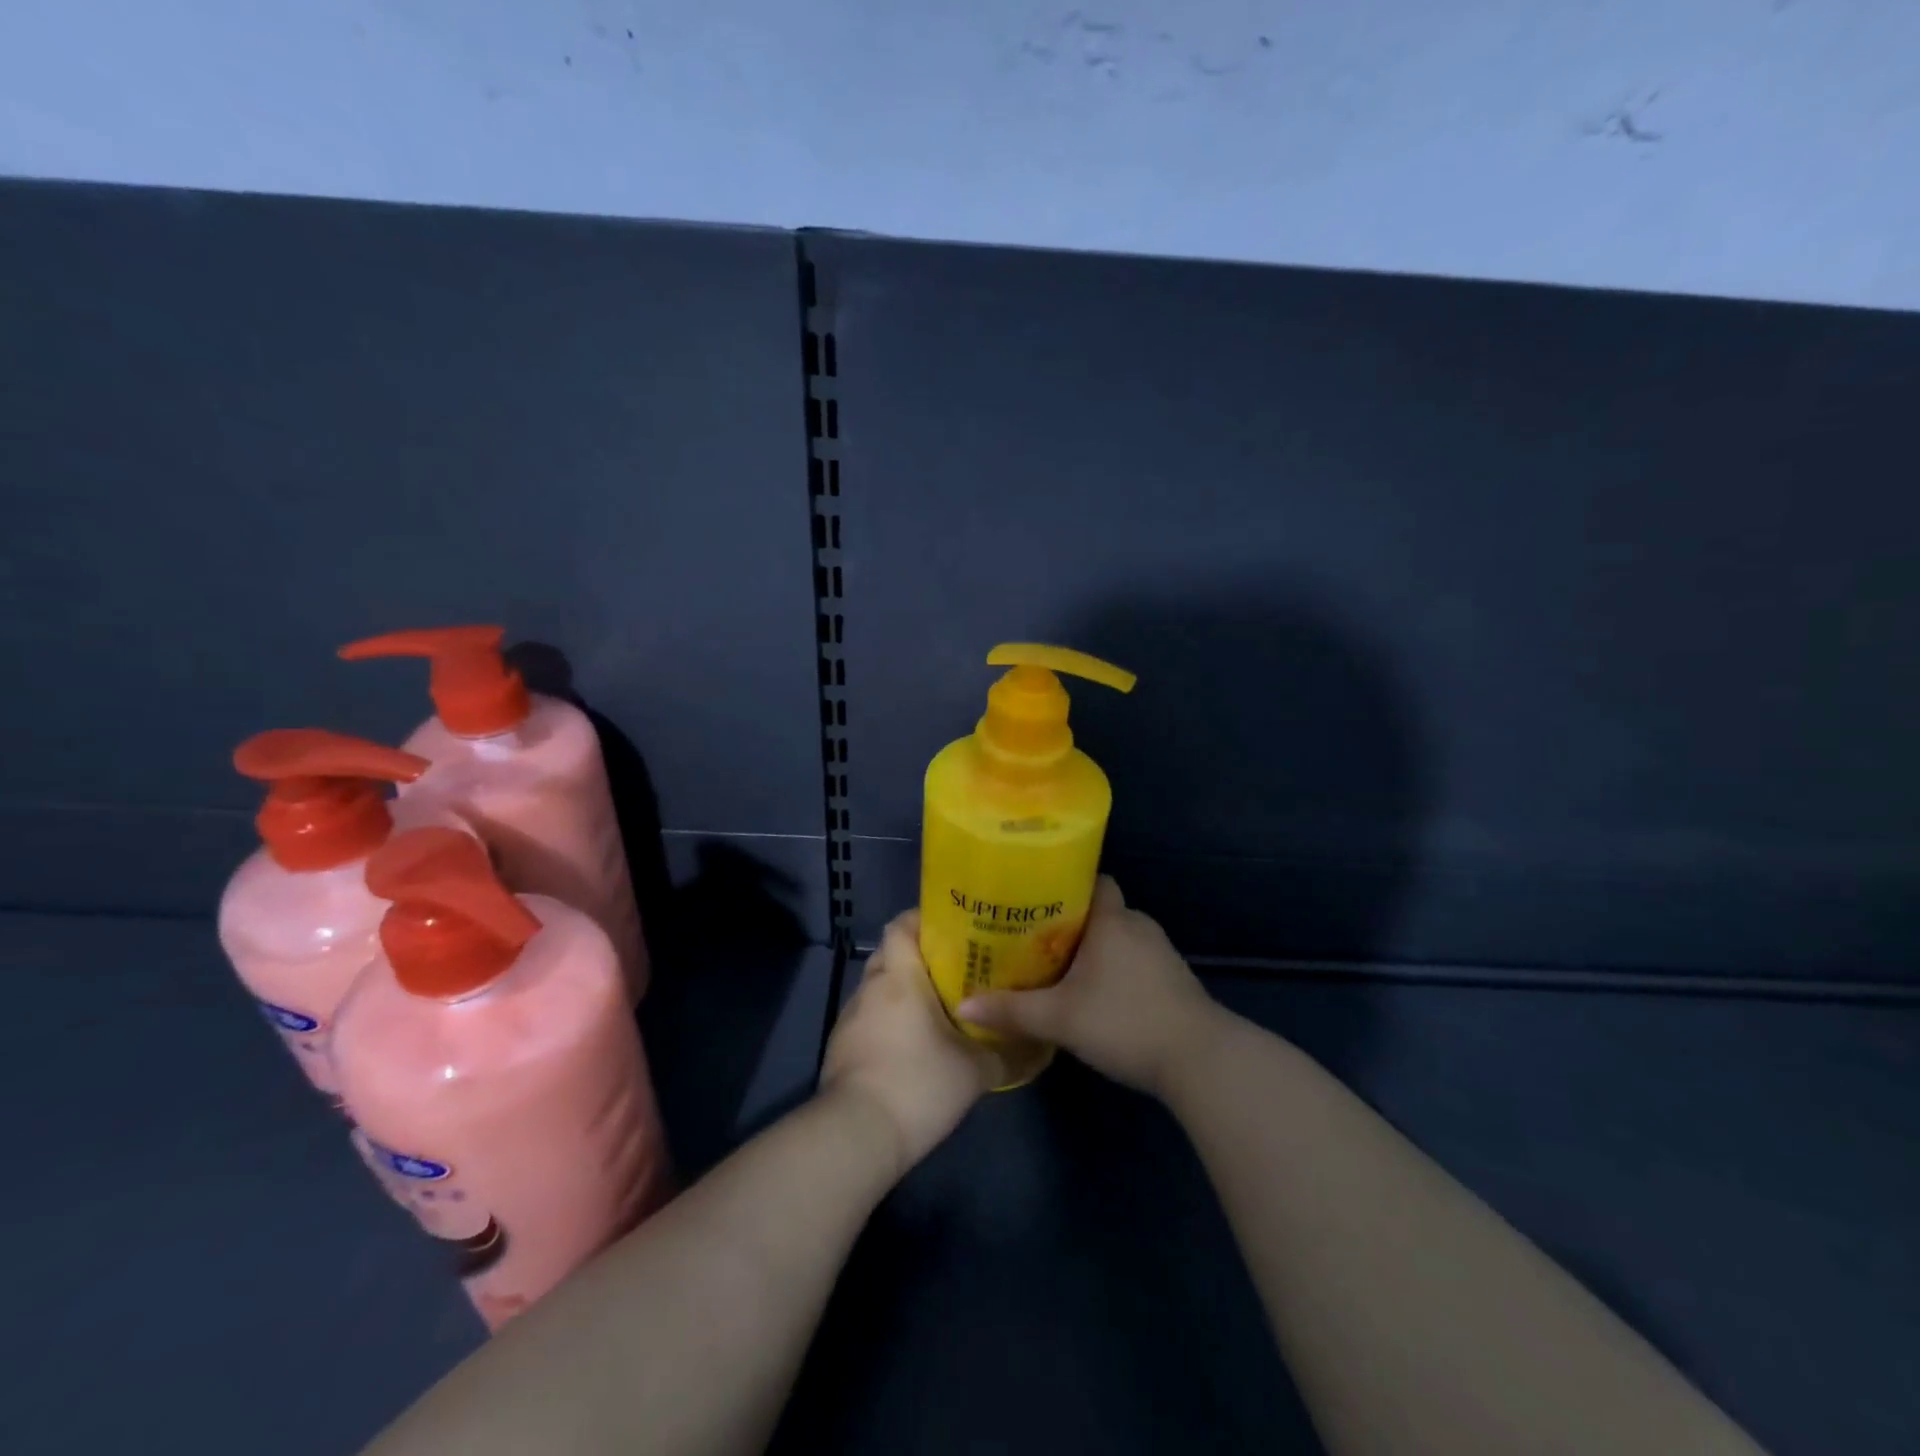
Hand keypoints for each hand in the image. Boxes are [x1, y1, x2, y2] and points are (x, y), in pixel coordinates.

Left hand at [819, 910, 995, 1173]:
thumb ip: (1007, 1053)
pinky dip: (888, 1020)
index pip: (901, 925)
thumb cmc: (918, 1084)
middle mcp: (870, 987)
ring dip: (902, 991)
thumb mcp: (975, 1071)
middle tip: (953, 968)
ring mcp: (850, 1018)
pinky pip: (868, 1017)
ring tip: (936, 1006)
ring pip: (878, 987)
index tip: (951, 928)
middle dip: (918, 956)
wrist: (857, 1135)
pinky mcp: (840, 1047)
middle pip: (890, 953)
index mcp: (899, 977)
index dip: (922, 919)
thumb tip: (1037, 1047)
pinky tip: (911, 1043)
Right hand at [958, 877, 1219, 1098]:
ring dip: (1095, 950)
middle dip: (1072, 922)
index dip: (1066, 884)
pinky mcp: (1174, 981)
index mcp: (1112, 919)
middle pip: (1101, 910)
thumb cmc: (1124, 1021)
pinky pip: (1136, 962)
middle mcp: (1138, 926)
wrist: (1200, 1060)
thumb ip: (1012, 1011)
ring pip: (1119, 939)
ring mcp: (1161, 954)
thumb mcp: (1059, 1018)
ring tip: (1059, 967)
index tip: (1036, 898)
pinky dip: (1116, 971)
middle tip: (1035, 938)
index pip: (1092, 880)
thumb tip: (962, 1007)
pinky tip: (1097, 995)